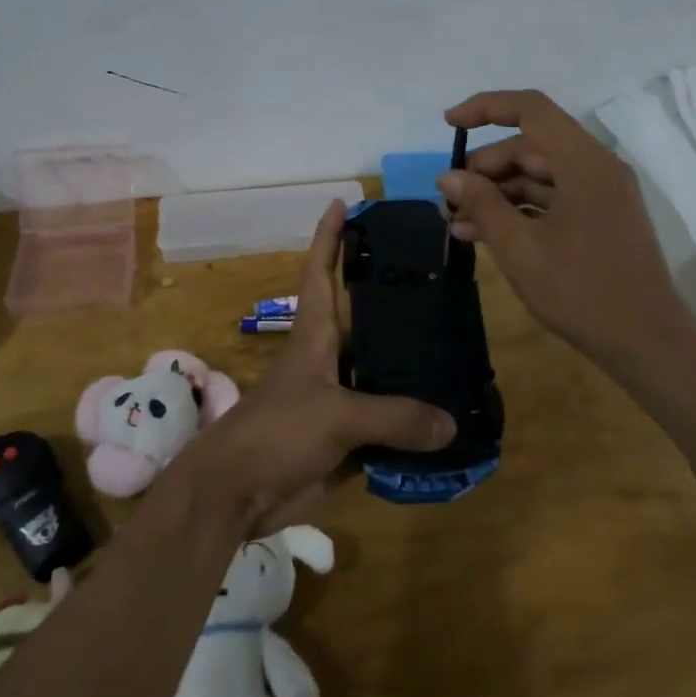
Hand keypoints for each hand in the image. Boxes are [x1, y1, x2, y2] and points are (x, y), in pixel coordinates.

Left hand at [181, 199, 454, 534]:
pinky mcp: (343, 438)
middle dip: (396, 303)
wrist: (236, 494)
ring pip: (381, 375)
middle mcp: (328, 358)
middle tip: (441, 284)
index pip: (321, 271)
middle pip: (366, 321)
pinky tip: (446, 421)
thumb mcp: (336, 416)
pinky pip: (385, 424)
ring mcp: (335, 399)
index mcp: (315, 334)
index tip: (344, 202)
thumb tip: (450, 424)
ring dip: (412, 370)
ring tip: (459, 352)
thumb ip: (395, 418)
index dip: (330, 236)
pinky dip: (410, 424)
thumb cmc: (276, 433)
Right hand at [439, 89, 687, 365]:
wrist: (646, 342)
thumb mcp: (519, 248)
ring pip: (538, 175)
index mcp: (583, 163)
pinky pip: (552, 199)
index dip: (486, 108)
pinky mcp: (599, 218)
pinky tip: (481, 234)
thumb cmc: (580, 291)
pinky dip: (518, 210)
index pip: (530, 109)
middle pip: (531, 145)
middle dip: (485, 167)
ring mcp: (600, 194)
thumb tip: (448, 176)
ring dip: (496, 193)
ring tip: (456, 221)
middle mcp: (596, 167)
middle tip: (450, 196)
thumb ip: (482, 204)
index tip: (449, 124)